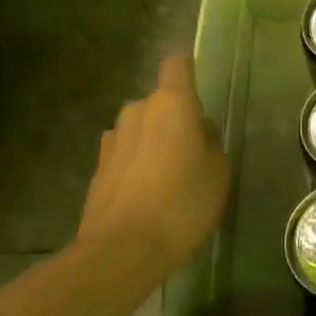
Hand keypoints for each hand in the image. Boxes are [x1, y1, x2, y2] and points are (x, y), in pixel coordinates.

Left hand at [75, 55, 230, 278]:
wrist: (122, 250)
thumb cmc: (182, 202)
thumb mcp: (218, 171)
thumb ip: (211, 141)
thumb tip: (199, 130)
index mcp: (171, 104)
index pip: (178, 65)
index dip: (188, 71)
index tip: (199, 89)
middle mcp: (137, 110)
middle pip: (161, 101)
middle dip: (175, 118)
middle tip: (192, 152)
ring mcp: (112, 139)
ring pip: (141, 128)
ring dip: (153, 142)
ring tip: (168, 177)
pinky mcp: (97, 167)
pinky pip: (126, 154)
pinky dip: (137, 165)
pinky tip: (146, 195)